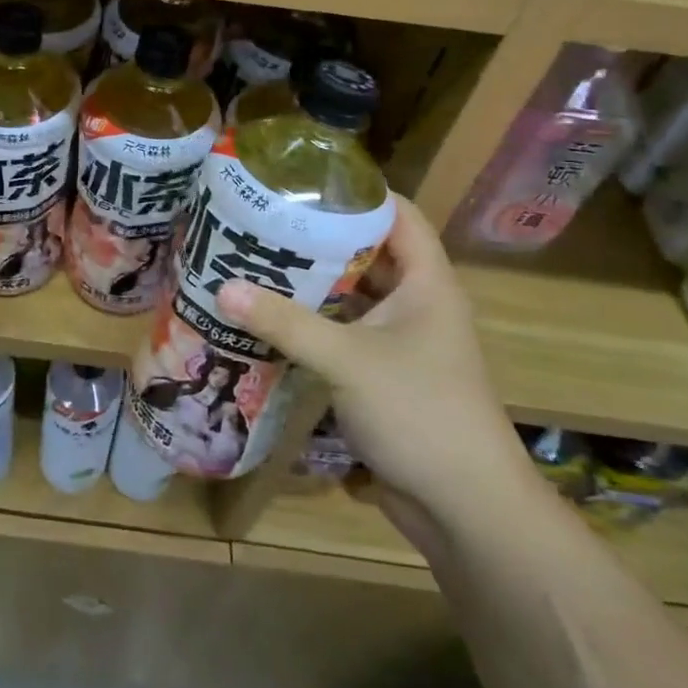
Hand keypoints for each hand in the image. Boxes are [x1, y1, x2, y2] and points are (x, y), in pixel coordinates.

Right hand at [217, 196, 534, 532]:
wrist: (465, 509)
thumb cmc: (420, 413)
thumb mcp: (348, 360)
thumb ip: (286, 322)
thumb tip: (222, 288)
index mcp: (427, 282)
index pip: (398, 213)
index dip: (358, 190)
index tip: (304, 178)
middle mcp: (416, 303)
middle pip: (367, 252)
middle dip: (319, 236)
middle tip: (263, 219)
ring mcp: (400, 341)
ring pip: (351, 296)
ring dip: (311, 283)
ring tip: (255, 260)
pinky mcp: (383, 374)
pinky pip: (343, 333)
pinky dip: (311, 323)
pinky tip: (269, 317)